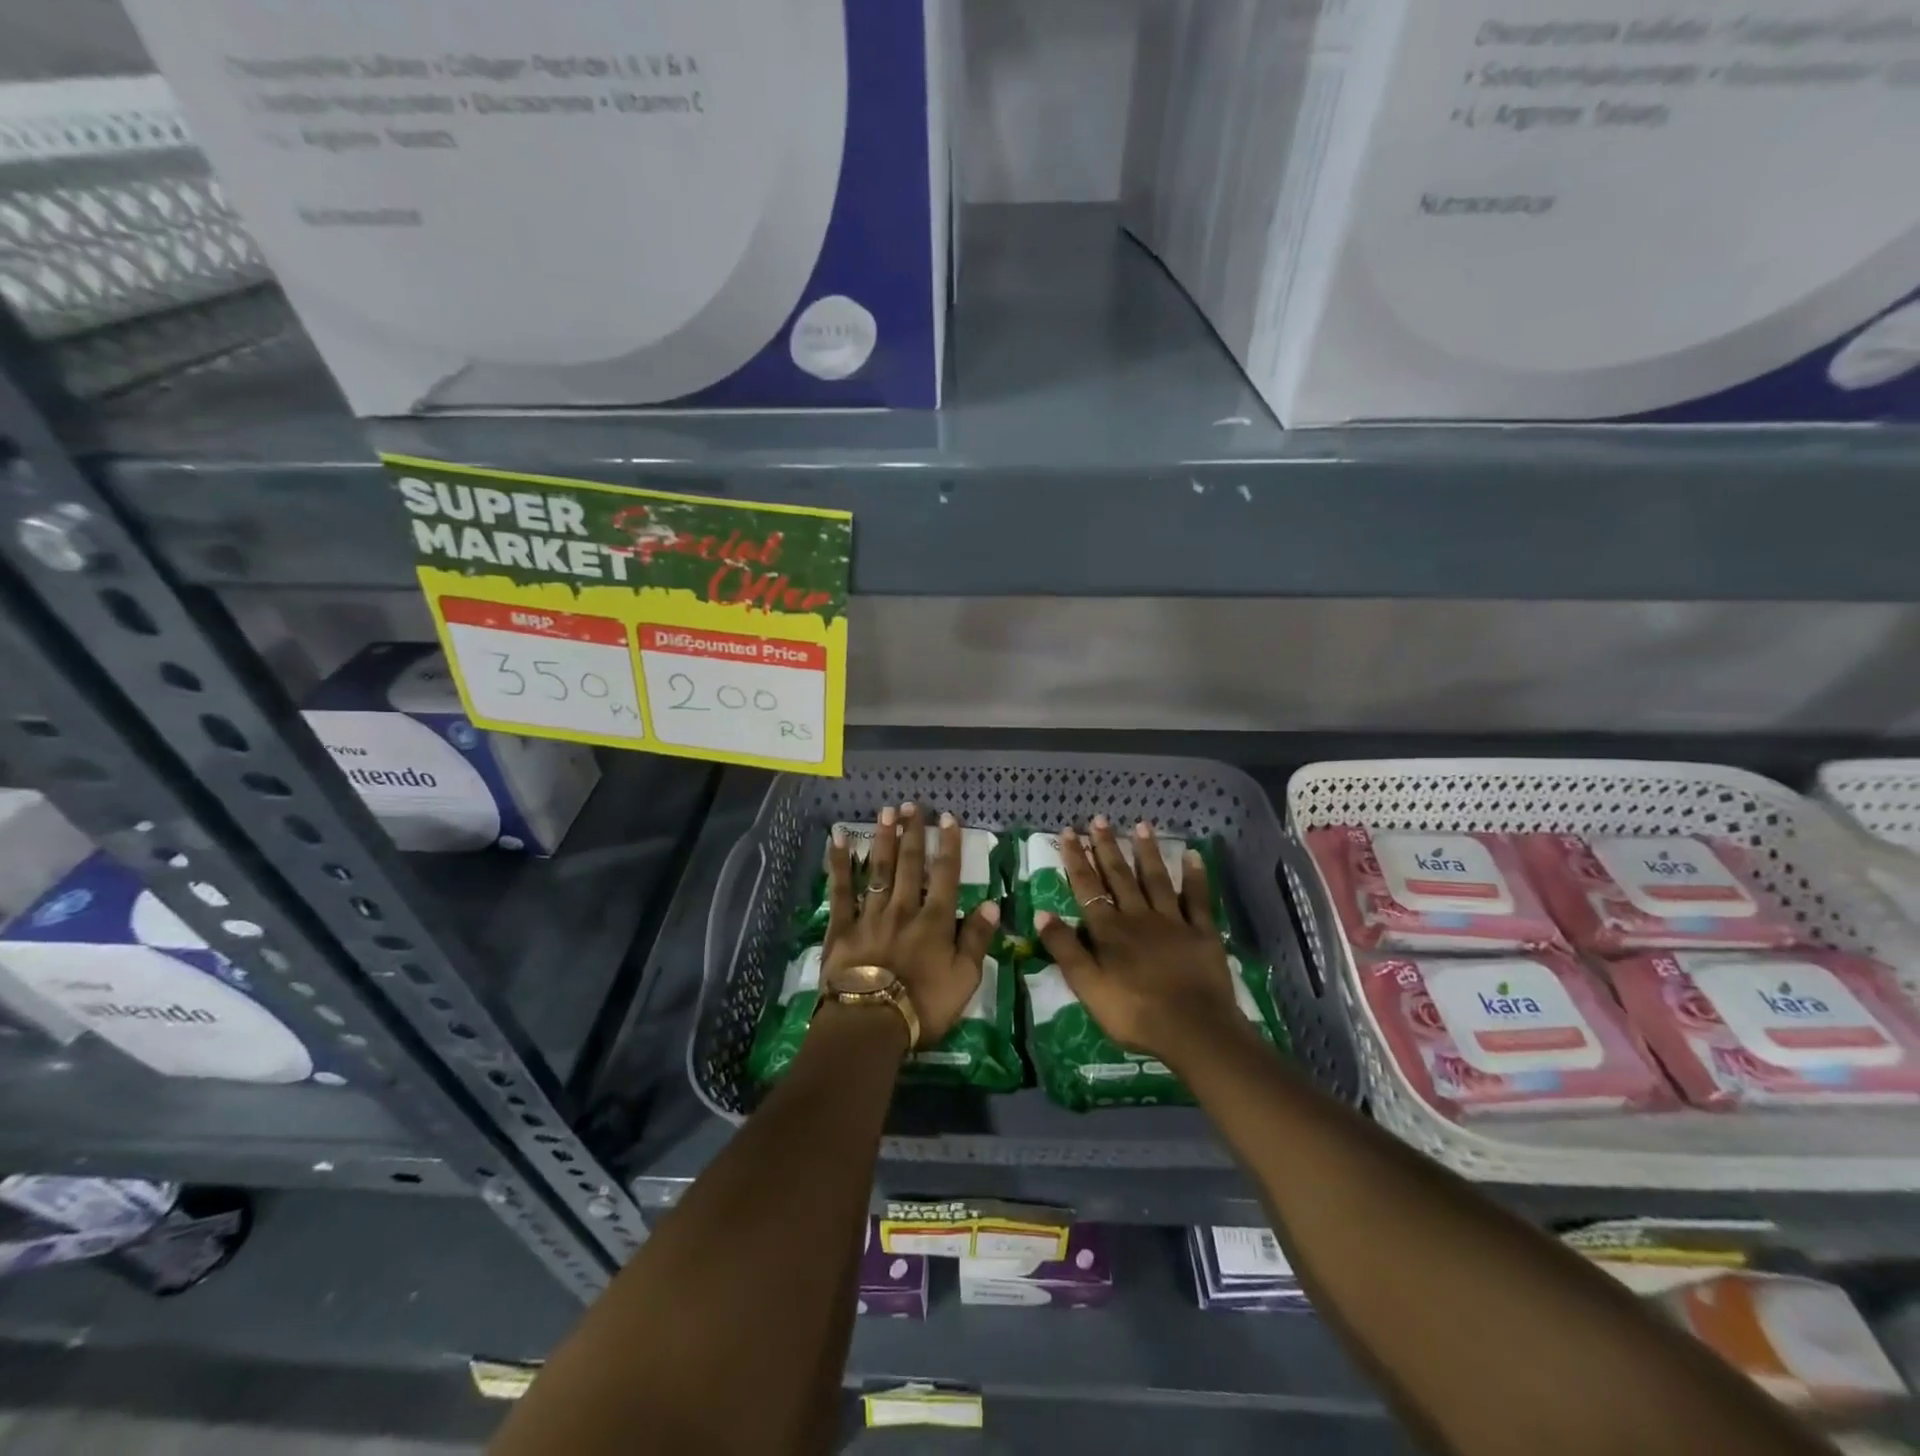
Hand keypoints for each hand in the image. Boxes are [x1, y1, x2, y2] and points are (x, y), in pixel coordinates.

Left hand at [822, 803, 998, 1045]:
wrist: (870, 1024)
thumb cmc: (923, 1006)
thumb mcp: (965, 979)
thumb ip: (977, 940)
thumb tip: (991, 904)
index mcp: (935, 921)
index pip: (945, 875)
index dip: (948, 845)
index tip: (948, 818)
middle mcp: (903, 908)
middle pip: (909, 864)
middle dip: (913, 833)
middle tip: (913, 805)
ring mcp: (870, 915)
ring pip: (878, 869)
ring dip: (883, 839)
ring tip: (886, 812)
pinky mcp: (842, 928)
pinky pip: (841, 890)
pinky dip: (839, 863)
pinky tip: (839, 840)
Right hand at [1034, 817, 1245, 1064]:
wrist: (1193, 1030)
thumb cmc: (1134, 1013)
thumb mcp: (1087, 986)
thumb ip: (1065, 949)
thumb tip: (1041, 913)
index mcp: (1109, 931)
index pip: (1087, 888)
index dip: (1077, 859)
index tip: (1070, 832)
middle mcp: (1138, 916)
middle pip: (1119, 876)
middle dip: (1107, 847)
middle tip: (1099, 819)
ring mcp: (1173, 921)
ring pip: (1156, 879)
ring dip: (1146, 852)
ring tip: (1140, 825)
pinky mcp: (1202, 932)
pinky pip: (1198, 899)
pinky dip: (1196, 876)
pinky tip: (1193, 854)